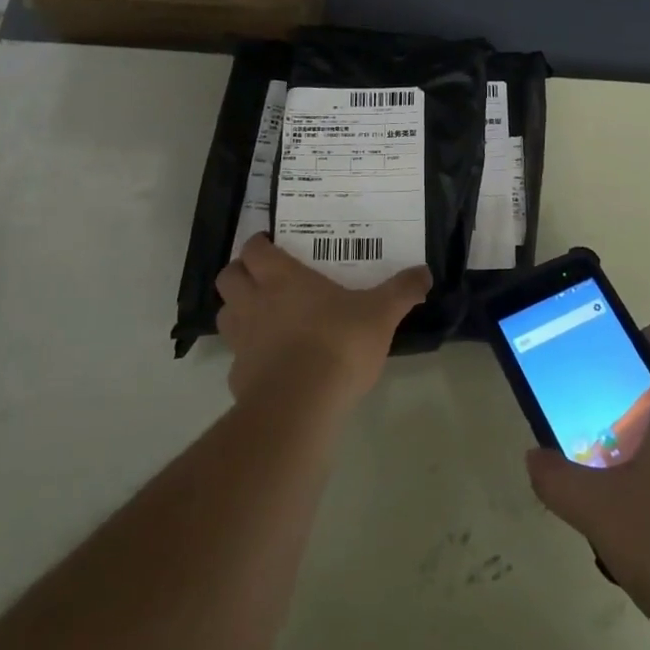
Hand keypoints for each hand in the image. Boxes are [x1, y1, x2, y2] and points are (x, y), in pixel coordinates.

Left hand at [214, 234, 430, 406]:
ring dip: (237, 310)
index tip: (271, 244)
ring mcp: (242, 341)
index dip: (258, 245)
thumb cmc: (339, 343)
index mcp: (283, 279)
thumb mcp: (381, 313)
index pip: (254, 250)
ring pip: (225, 314)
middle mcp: (255, 303)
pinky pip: (237, 357)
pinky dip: (248, 354)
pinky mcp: (239, 377)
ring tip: (263, 316)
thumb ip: (401, 291)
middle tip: (263, 277)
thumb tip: (424, 273)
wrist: (301, 405)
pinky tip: (272, 363)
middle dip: (240, 273)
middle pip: (228, 277)